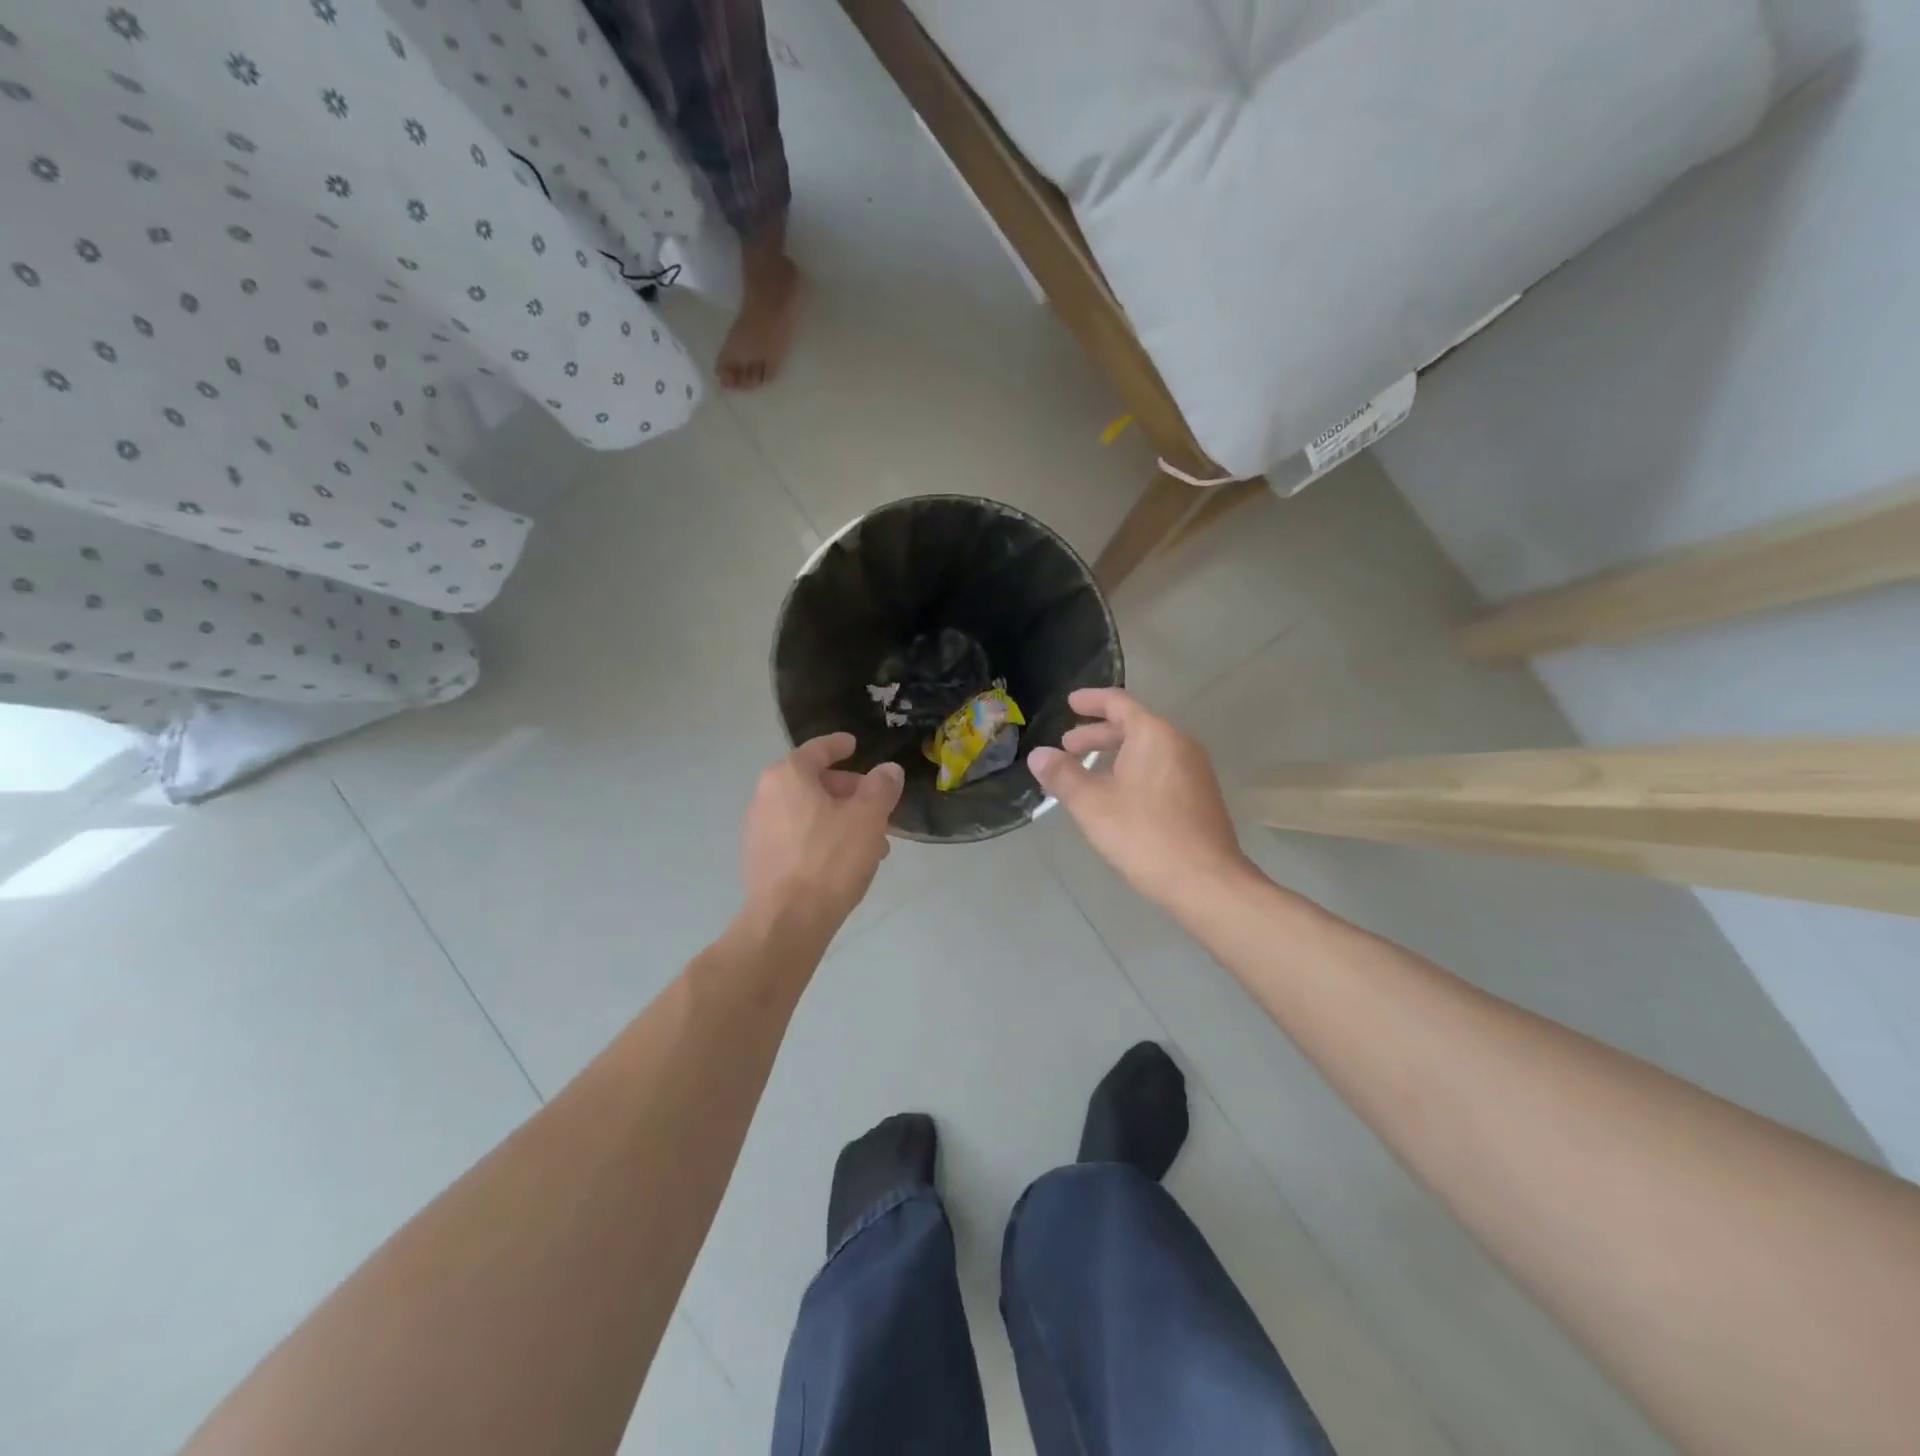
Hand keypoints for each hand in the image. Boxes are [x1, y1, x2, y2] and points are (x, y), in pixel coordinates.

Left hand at [742, 733, 903, 941]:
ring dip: (838, 818)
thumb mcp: (868, 818)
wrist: (787, 921)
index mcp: (788, 776)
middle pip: (813, 782)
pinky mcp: (760, 858)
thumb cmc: (830, 859)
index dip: (839, 746)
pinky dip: (821, 837)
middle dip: (848, 792)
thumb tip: (888, 770)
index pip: (817, 749)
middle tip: (877, 807)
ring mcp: (758, 829)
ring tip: (870, 841)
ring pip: (807, 812)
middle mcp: (766, 795)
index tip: (855, 745)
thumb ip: (881, 787)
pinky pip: (797, 835)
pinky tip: (844, 861)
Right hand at [1029, 689, 1253, 910]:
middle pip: (1134, 726)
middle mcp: (1179, 743)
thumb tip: (1038, 755)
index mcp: (1154, 735)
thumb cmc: (1145, 836)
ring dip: (1115, 754)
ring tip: (1088, 772)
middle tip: (1068, 747)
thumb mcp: (1092, 805)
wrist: (1206, 882)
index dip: (1091, 701)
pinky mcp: (1200, 794)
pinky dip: (1134, 770)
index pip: (1119, 703)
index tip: (1070, 703)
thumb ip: (1063, 775)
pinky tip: (1118, 795)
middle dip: (1098, 734)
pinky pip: (1160, 768)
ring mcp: (1194, 769)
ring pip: (1148, 749)